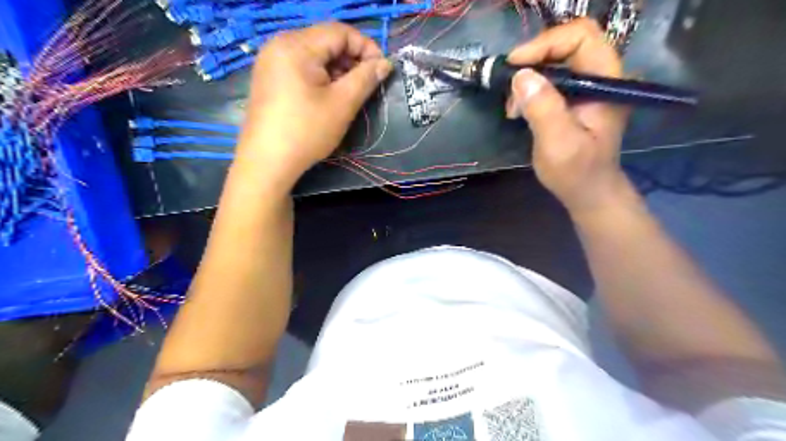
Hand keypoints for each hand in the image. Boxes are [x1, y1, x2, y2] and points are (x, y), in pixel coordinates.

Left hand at [232, 22, 392, 189]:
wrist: (267, 162)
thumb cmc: (307, 131)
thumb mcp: (342, 104)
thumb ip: (366, 78)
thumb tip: (385, 64)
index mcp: (296, 46)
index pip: (340, 31)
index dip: (366, 47)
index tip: (382, 70)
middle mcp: (280, 45)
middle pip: (326, 41)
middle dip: (352, 59)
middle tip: (367, 84)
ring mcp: (271, 61)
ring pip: (314, 55)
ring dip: (338, 69)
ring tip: (350, 93)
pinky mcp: (269, 78)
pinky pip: (301, 67)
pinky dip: (321, 77)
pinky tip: (329, 96)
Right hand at [507, 19, 633, 215]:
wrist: (587, 192)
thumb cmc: (576, 172)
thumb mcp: (558, 143)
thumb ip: (544, 108)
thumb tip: (521, 76)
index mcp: (605, 82)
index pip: (581, 37)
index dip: (546, 44)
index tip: (515, 65)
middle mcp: (600, 77)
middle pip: (566, 44)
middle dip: (533, 61)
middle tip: (509, 85)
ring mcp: (587, 87)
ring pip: (555, 61)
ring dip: (528, 78)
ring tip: (513, 106)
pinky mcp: (573, 98)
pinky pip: (550, 79)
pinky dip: (530, 88)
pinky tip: (519, 109)